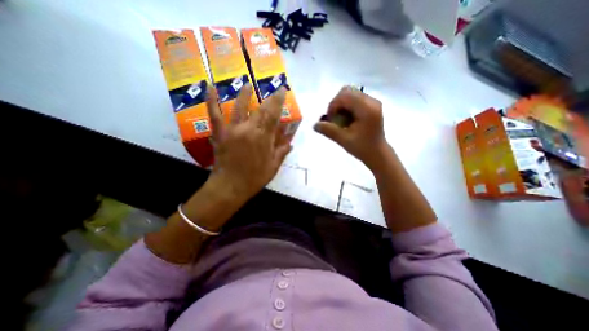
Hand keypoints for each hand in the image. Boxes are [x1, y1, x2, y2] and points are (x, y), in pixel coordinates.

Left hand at [206, 84, 292, 200]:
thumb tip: (290, 143)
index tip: (282, 90)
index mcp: (264, 138)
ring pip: (239, 107)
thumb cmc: (254, 178)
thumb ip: (282, 152)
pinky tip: (210, 87)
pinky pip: (214, 114)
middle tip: (272, 89)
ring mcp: (233, 130)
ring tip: (247, 84)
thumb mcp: (273, 167)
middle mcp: (249, 130)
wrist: (230, 187)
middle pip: (260, 109)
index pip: (273, 115)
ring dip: (244, 94)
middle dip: (268, 98)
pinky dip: (211, 100)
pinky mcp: (220, 133)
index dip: (278, 101)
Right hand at [316, 87, 389, 168]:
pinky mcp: (371, 106)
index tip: (330, 120)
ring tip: (340, 119)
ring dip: (341, 105)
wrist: (377, 153)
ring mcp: (373, 102)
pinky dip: (347, 107)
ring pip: (351, 94)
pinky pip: (355, 99)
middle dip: (336, 104)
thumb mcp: (344, 140)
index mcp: (367, 109)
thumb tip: (314, 125)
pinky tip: (347, 119)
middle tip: (334, 119)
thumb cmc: (362, 148)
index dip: (333, 105)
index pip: (345, 96)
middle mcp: (371, 101)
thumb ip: (329, 131)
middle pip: (347, 91)